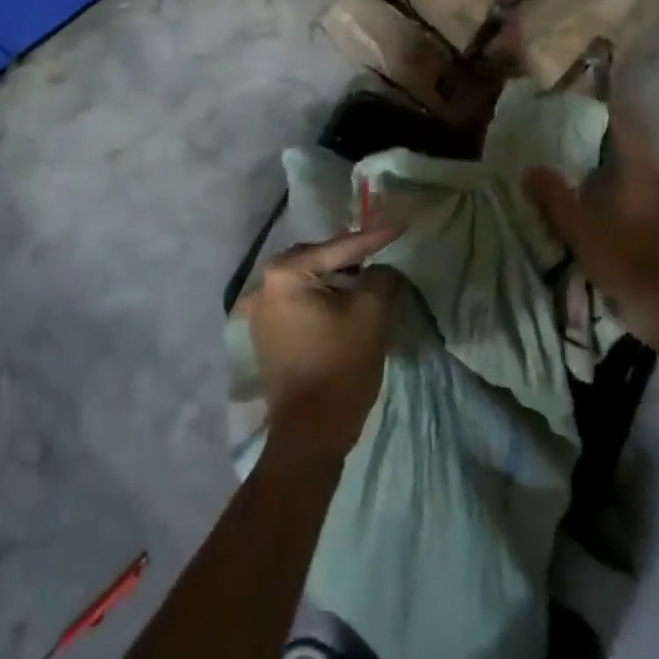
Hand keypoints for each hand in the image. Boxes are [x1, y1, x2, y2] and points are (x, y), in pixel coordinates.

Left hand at [249, 226, 401, 461]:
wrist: (310, 433)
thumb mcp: (370, 315)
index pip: (338, 249)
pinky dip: (323, 298)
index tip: (398, 225)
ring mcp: (260, 312)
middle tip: (381, 250)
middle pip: (317, 260)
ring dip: (337, 278)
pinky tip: (345, 302)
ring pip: (308, 281)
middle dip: (350, 256)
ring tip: (368, 277)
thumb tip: (382, 270)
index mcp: (285, 274)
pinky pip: (300, 302)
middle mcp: (264, 286)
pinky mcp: (267, 334)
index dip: (372, 237)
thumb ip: (380, 280)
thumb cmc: (340, 366)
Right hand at [524, 113, 658, 326]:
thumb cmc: (623, 260)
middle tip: (566, 144)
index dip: (602, 116)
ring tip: (577, 176)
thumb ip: (553, 197)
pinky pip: (638, 198)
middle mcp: (656, 182)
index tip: (576, 111)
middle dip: (600, 146)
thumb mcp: (578, 228)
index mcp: (639, 174)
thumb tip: (531, 169)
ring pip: (634, 177)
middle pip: (628, 152)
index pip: (623, 130)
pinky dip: (618, 195)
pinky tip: (599, 209)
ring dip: (609, 173)